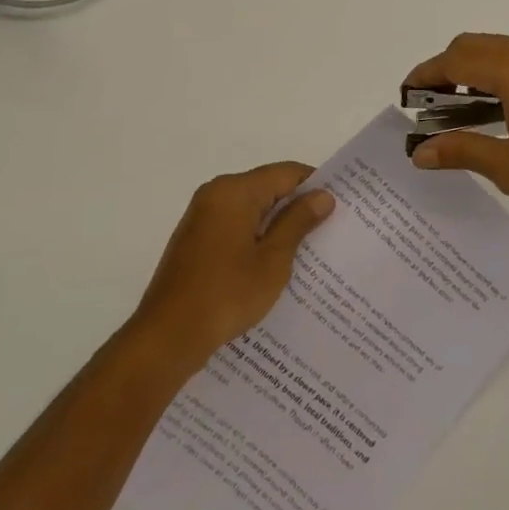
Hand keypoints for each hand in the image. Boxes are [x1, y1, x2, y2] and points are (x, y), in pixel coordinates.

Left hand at [130, 163, 333, 370]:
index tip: (341, 206)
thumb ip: (298, 222)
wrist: (168, 336)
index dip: (315, 185)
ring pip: (251, 209)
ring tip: (309, 251)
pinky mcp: (195, 241)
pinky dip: (256, 238)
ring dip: (276, 226)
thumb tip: (322, 195)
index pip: (285, 172)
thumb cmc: (226, 294)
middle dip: (297, 207)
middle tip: (331, 230)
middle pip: (267, 188)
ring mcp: (202, 218)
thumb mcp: (273, 260)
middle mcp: (215, 194)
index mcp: (234, 190)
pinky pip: (235, 227)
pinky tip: (274, 265)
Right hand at [404, 33, 508, 205]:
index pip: (453, 61)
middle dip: (443, 68)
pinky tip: (497, 108)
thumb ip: (462, 152)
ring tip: (459, 108)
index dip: (424, 75)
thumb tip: (420, 152)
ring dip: (470, 69)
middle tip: (429, 103)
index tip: (405, 95)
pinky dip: (493, 72)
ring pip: (495, 48)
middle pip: (471, 45)